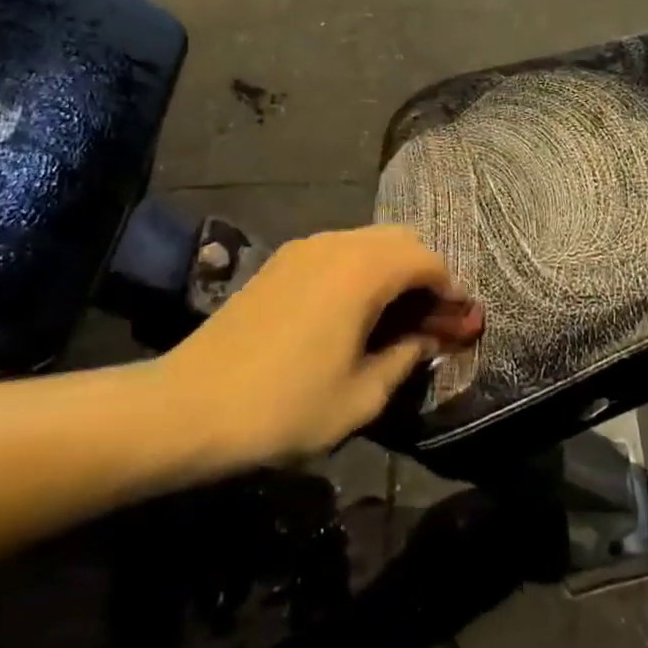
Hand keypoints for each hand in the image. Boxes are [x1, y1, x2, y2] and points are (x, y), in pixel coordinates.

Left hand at [156, 226, 482, 467]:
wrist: (188, 406)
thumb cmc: (284, 406)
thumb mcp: (360, 396)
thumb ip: (406, 358)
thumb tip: (429, 340)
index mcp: (363, 269)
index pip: (427, 260)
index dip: (451, 291)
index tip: (460, 324)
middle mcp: (337, 244)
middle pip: (400, 241)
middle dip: (425, 275)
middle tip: (432, 321)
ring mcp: (303, 248)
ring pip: (368, 243)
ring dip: (393, 271)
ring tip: (396, 319)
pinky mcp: (279, 262)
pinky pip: (337, 252)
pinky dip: (360, 271)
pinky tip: (353, 313)